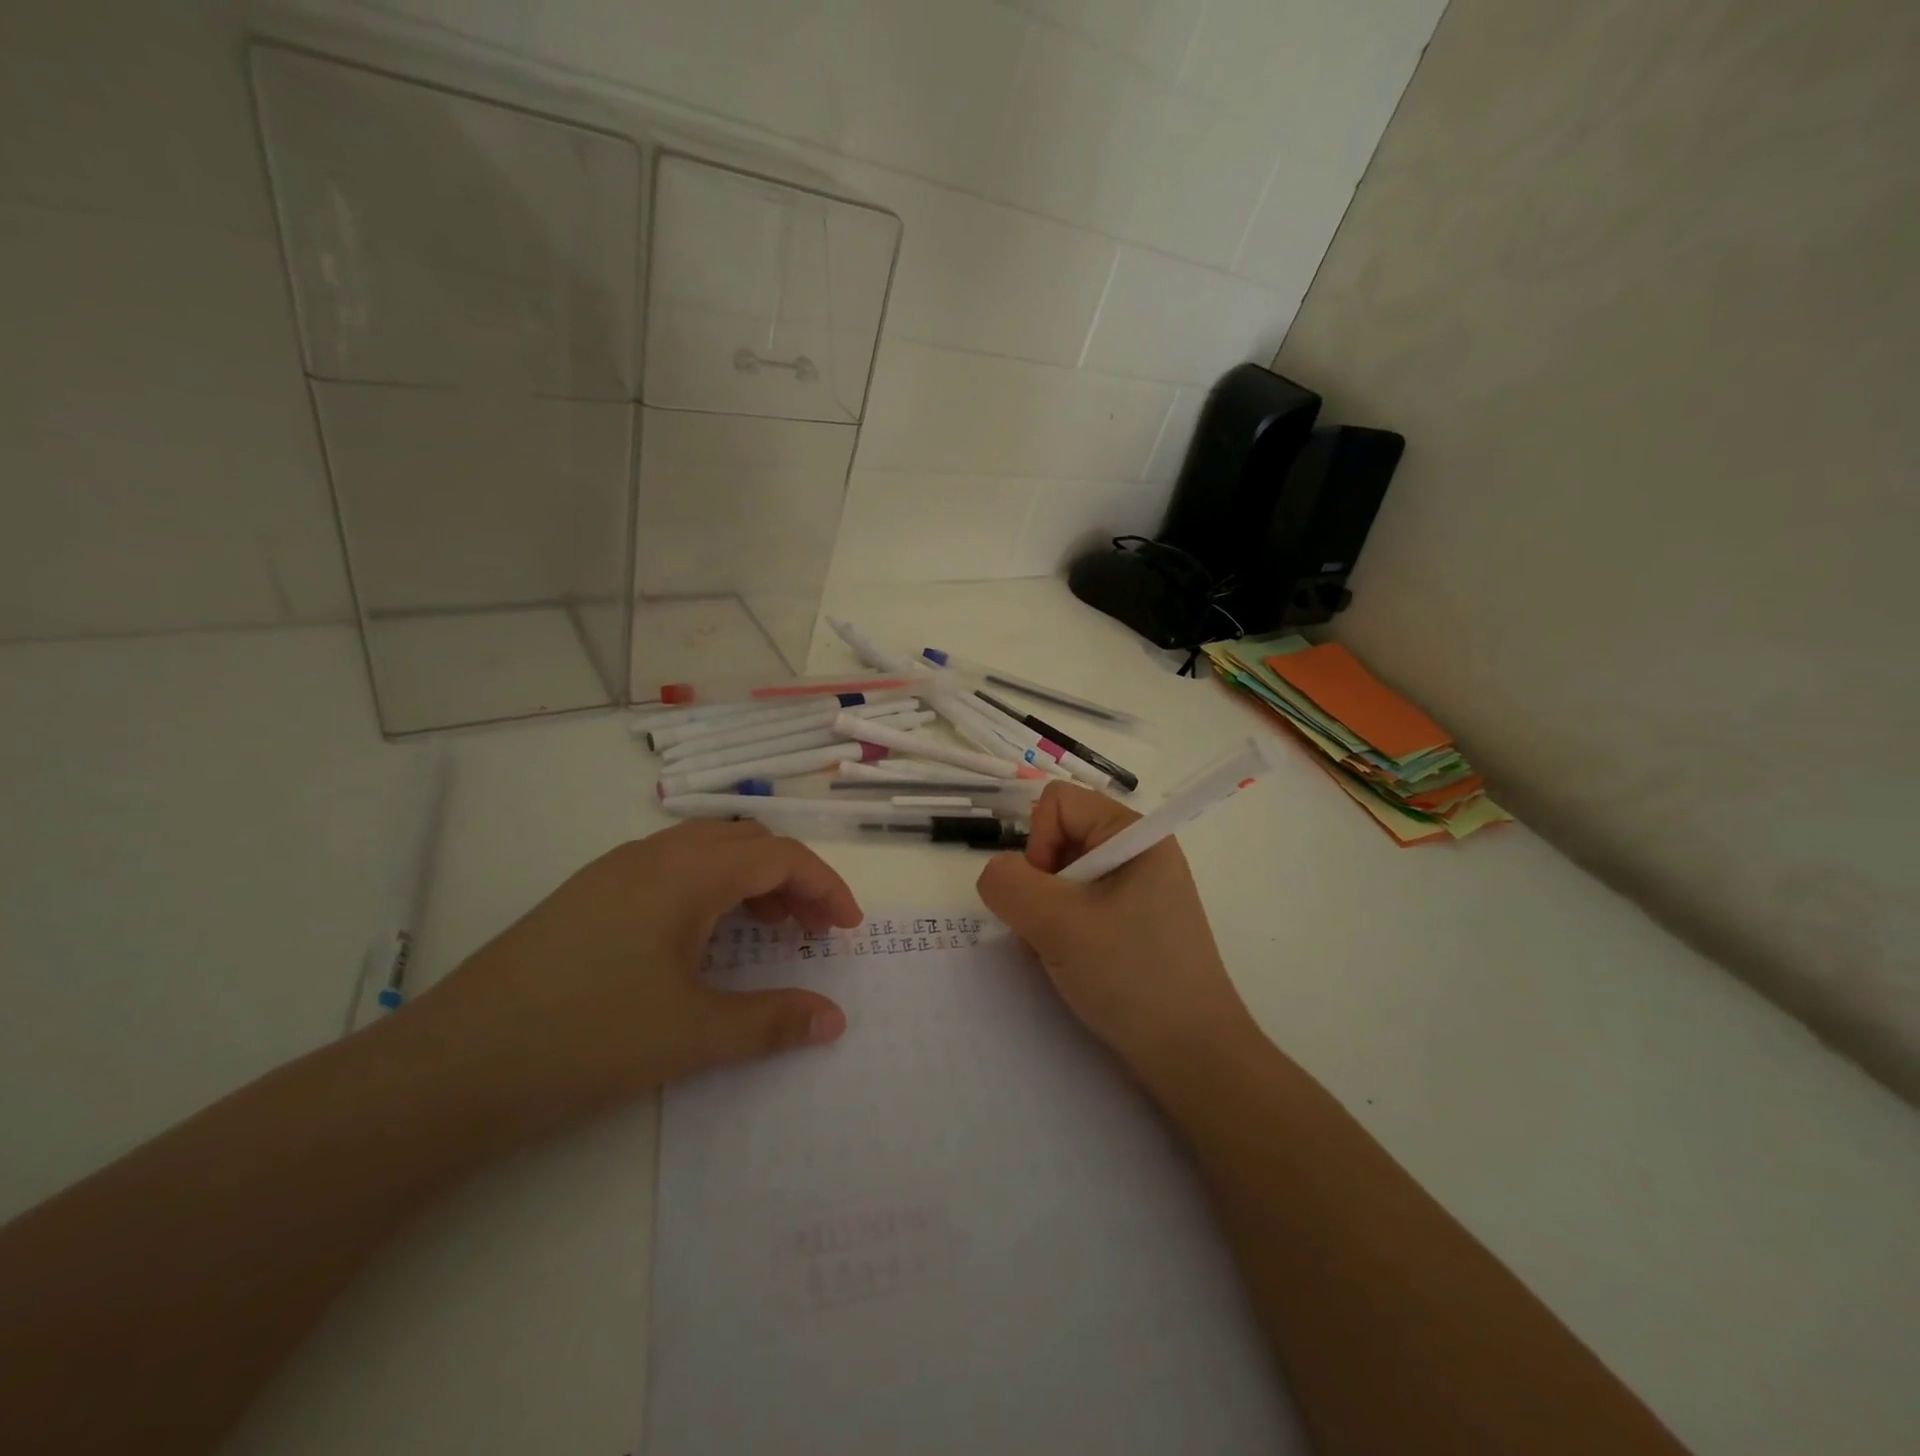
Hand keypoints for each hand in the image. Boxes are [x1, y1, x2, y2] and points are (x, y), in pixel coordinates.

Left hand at [411, 820, 863, 1130]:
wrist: (450, 1068)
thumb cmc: (586, 1038)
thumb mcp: (692, 1035)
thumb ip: (773, 1022)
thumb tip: (835, 1021)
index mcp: (685, 873)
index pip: (778, 855)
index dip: (824, 886)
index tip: (848, 929)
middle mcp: (652, 856)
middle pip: (745, 843)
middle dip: (791, 879)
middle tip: (812, 931)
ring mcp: (614, 873)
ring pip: (706, 853)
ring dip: (749, 883)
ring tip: (768, 933)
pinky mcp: (588, 897)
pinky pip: (671, 872)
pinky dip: (710, 893)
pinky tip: (702, 942)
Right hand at [977, 783, 1260, 1087]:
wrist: (1193, 1058)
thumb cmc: (1131, 976)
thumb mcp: (1058, 924)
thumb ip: (1008, 884)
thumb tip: (995, 875)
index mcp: (1134, 835)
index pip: (1058, 802)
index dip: (1038, 841)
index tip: (1047, 894)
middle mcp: (1138, 854)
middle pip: (1058, 839)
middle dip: (1040, 885)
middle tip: (1051, 931)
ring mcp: (1138, 893)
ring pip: (1062, 879)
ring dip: (1046, 915)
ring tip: (1061, 955)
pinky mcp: (1133, 927)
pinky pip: (1079, 909)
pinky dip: (1062, 933)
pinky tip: (1072, 967)